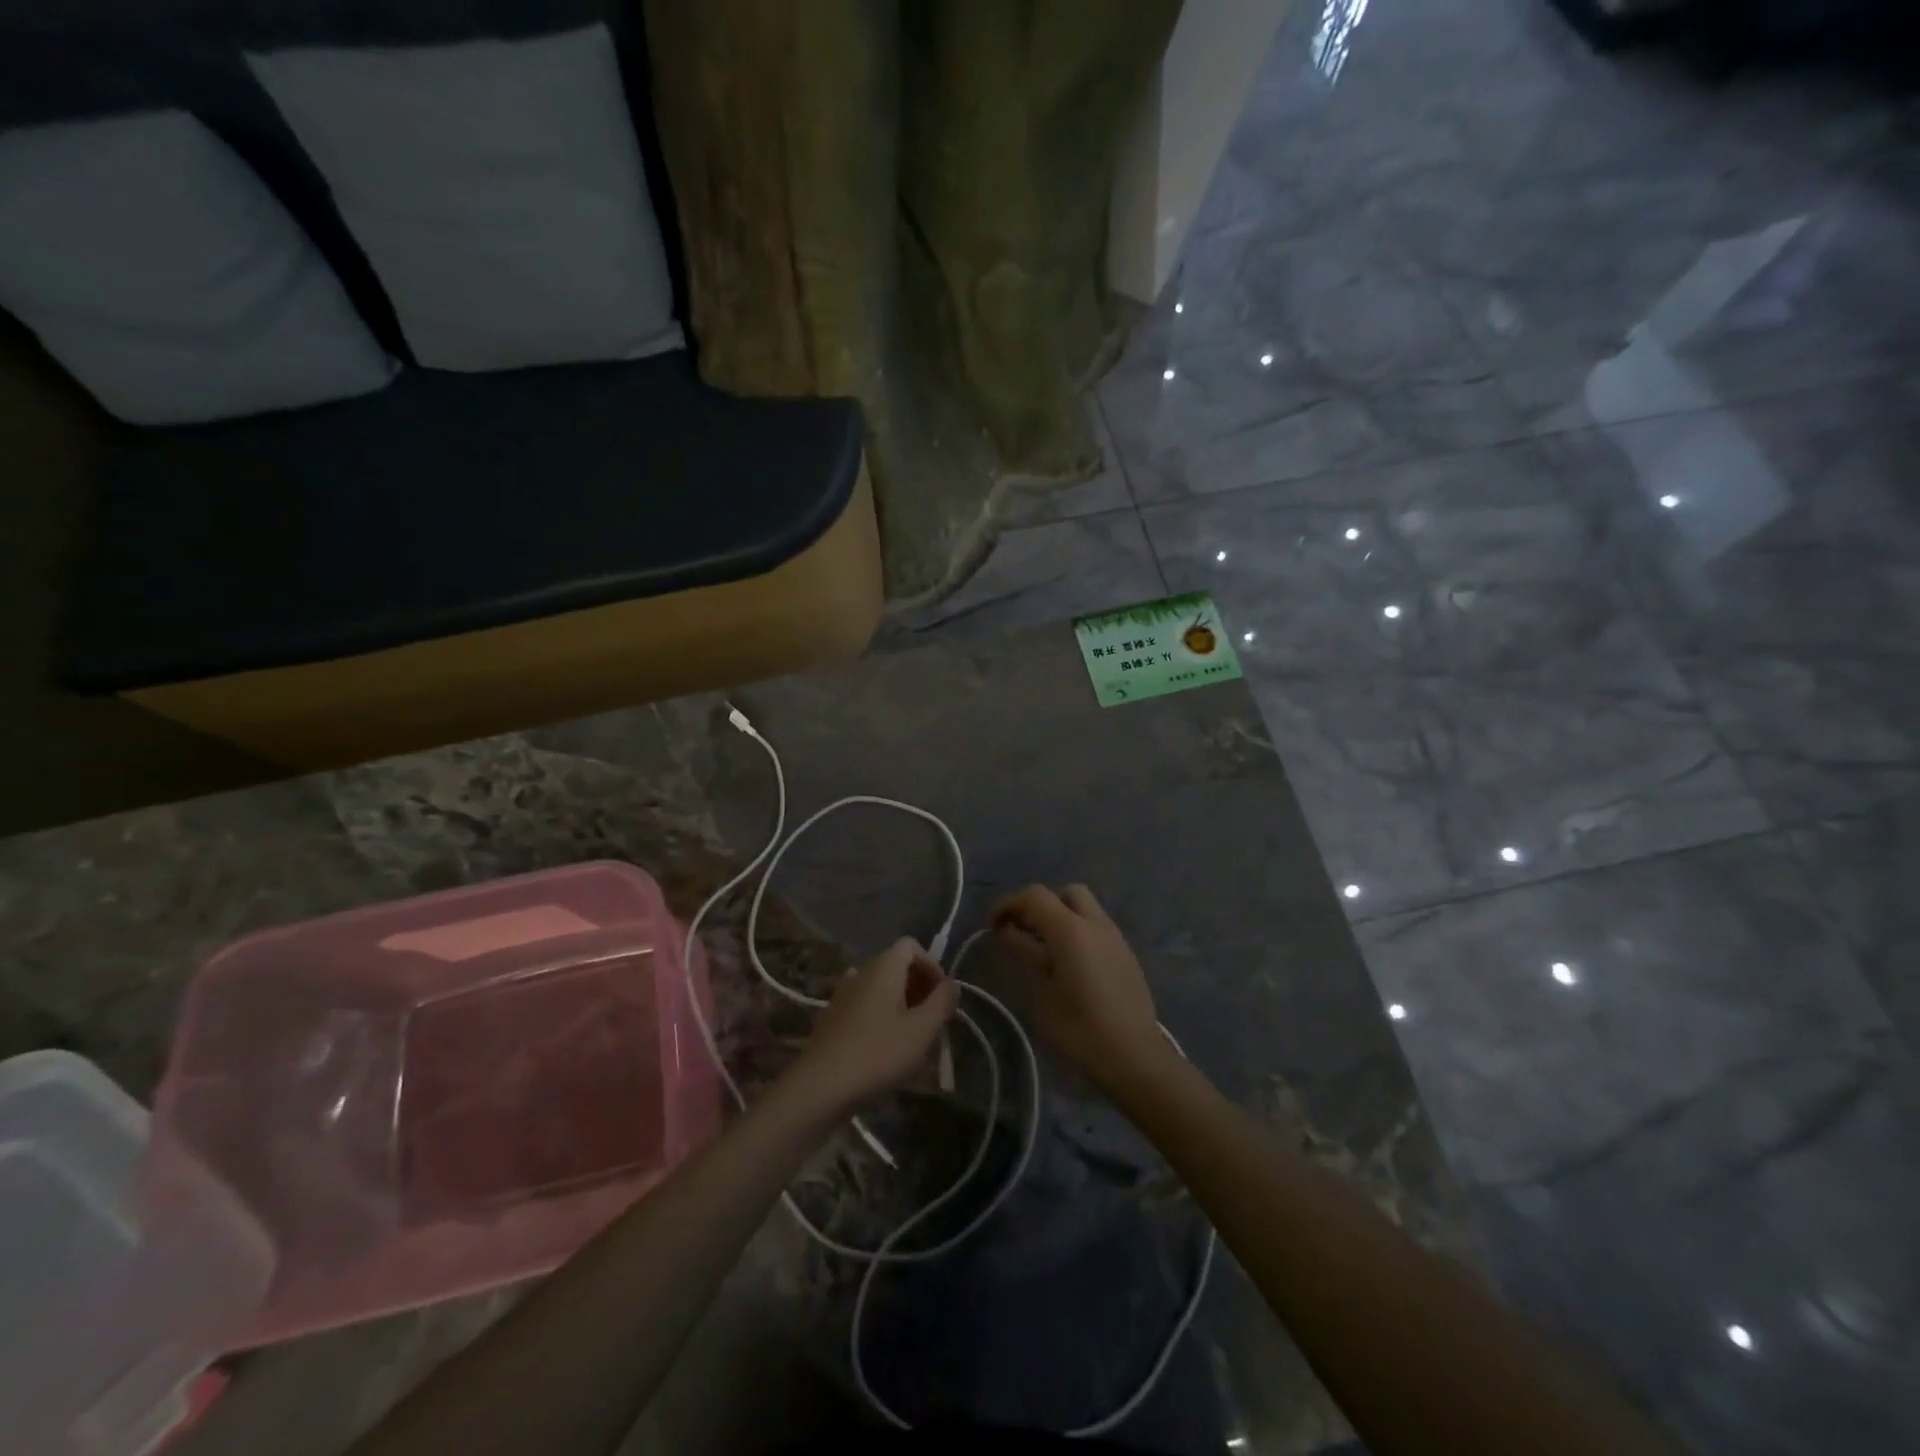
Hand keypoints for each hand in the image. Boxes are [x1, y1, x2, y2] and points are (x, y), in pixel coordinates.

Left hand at [782, 938, 960, 1119]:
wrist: (820, 1087)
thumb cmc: (878, 1053)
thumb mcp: (922, 1030)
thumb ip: (942, 1002)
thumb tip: (952, 984)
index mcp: (883, 967)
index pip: (911, 945)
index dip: (931, 965)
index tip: (942, 996)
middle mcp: (860, 972)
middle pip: (896, 965)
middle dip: (919, 986)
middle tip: (933, 1019)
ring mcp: (842, 995)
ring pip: (880, 987)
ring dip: (901, 1003)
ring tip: (913, 1035)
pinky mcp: (832, 1018)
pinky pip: (865, 1004)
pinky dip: (881, 1015)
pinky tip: (885, 1047)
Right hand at [992, 884, 1168, 1093]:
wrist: (1134, 1056)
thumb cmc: (1080, 1029)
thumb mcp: (1042, 993)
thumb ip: (1026, 954)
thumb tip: (1009, 932)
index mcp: (1071, 929)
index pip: (1035, 895)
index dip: (1009, 903)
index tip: (992, 925)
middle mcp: (1096, 923)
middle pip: (1065, 893)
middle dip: (1041, 905)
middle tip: (1023, 931)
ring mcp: (1115, 937)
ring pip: (1085, 908)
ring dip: (1061, 917)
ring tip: (1044, 949)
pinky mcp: (1126, 955)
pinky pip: (1097, 928)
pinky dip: (1078, 933)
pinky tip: (1069, 964)